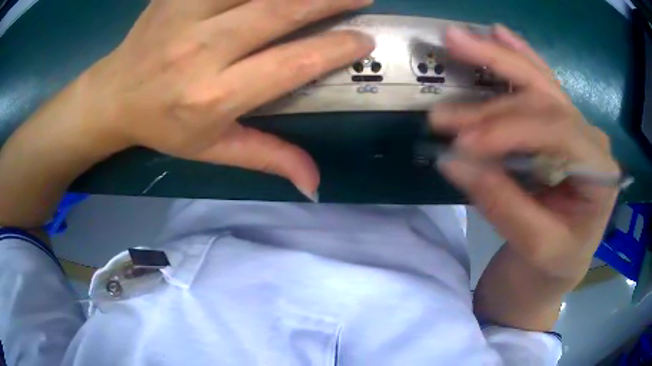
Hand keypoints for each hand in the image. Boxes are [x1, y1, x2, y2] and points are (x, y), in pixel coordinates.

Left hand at [84, 0, 375, 198]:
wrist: (113, 95)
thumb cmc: (163, 125)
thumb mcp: (212, 149)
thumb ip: (266, 157)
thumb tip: (314, 184)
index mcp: (213, 96)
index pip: (290, 65)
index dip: (334, 49)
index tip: (364, 40)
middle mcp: (201, 50)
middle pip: (278, 11)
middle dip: (329, 0)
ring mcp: (185, 13)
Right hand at [430, 25, 619, 280]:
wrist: (561, 265)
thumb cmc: (554, 263)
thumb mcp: (535, 247)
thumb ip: (503, 203)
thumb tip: (454, 160)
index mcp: (599, 171)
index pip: (556, 133)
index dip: (508, 131)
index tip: (461, 143)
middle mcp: (591, 139)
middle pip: (545, 96)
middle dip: (494, 84)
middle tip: (449, 69)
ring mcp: (577, 127)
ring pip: (538, 82)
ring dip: (497, 59)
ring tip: (458, 39)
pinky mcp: (560, 126)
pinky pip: (541, 84)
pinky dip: (519, 56)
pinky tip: (500, 34)